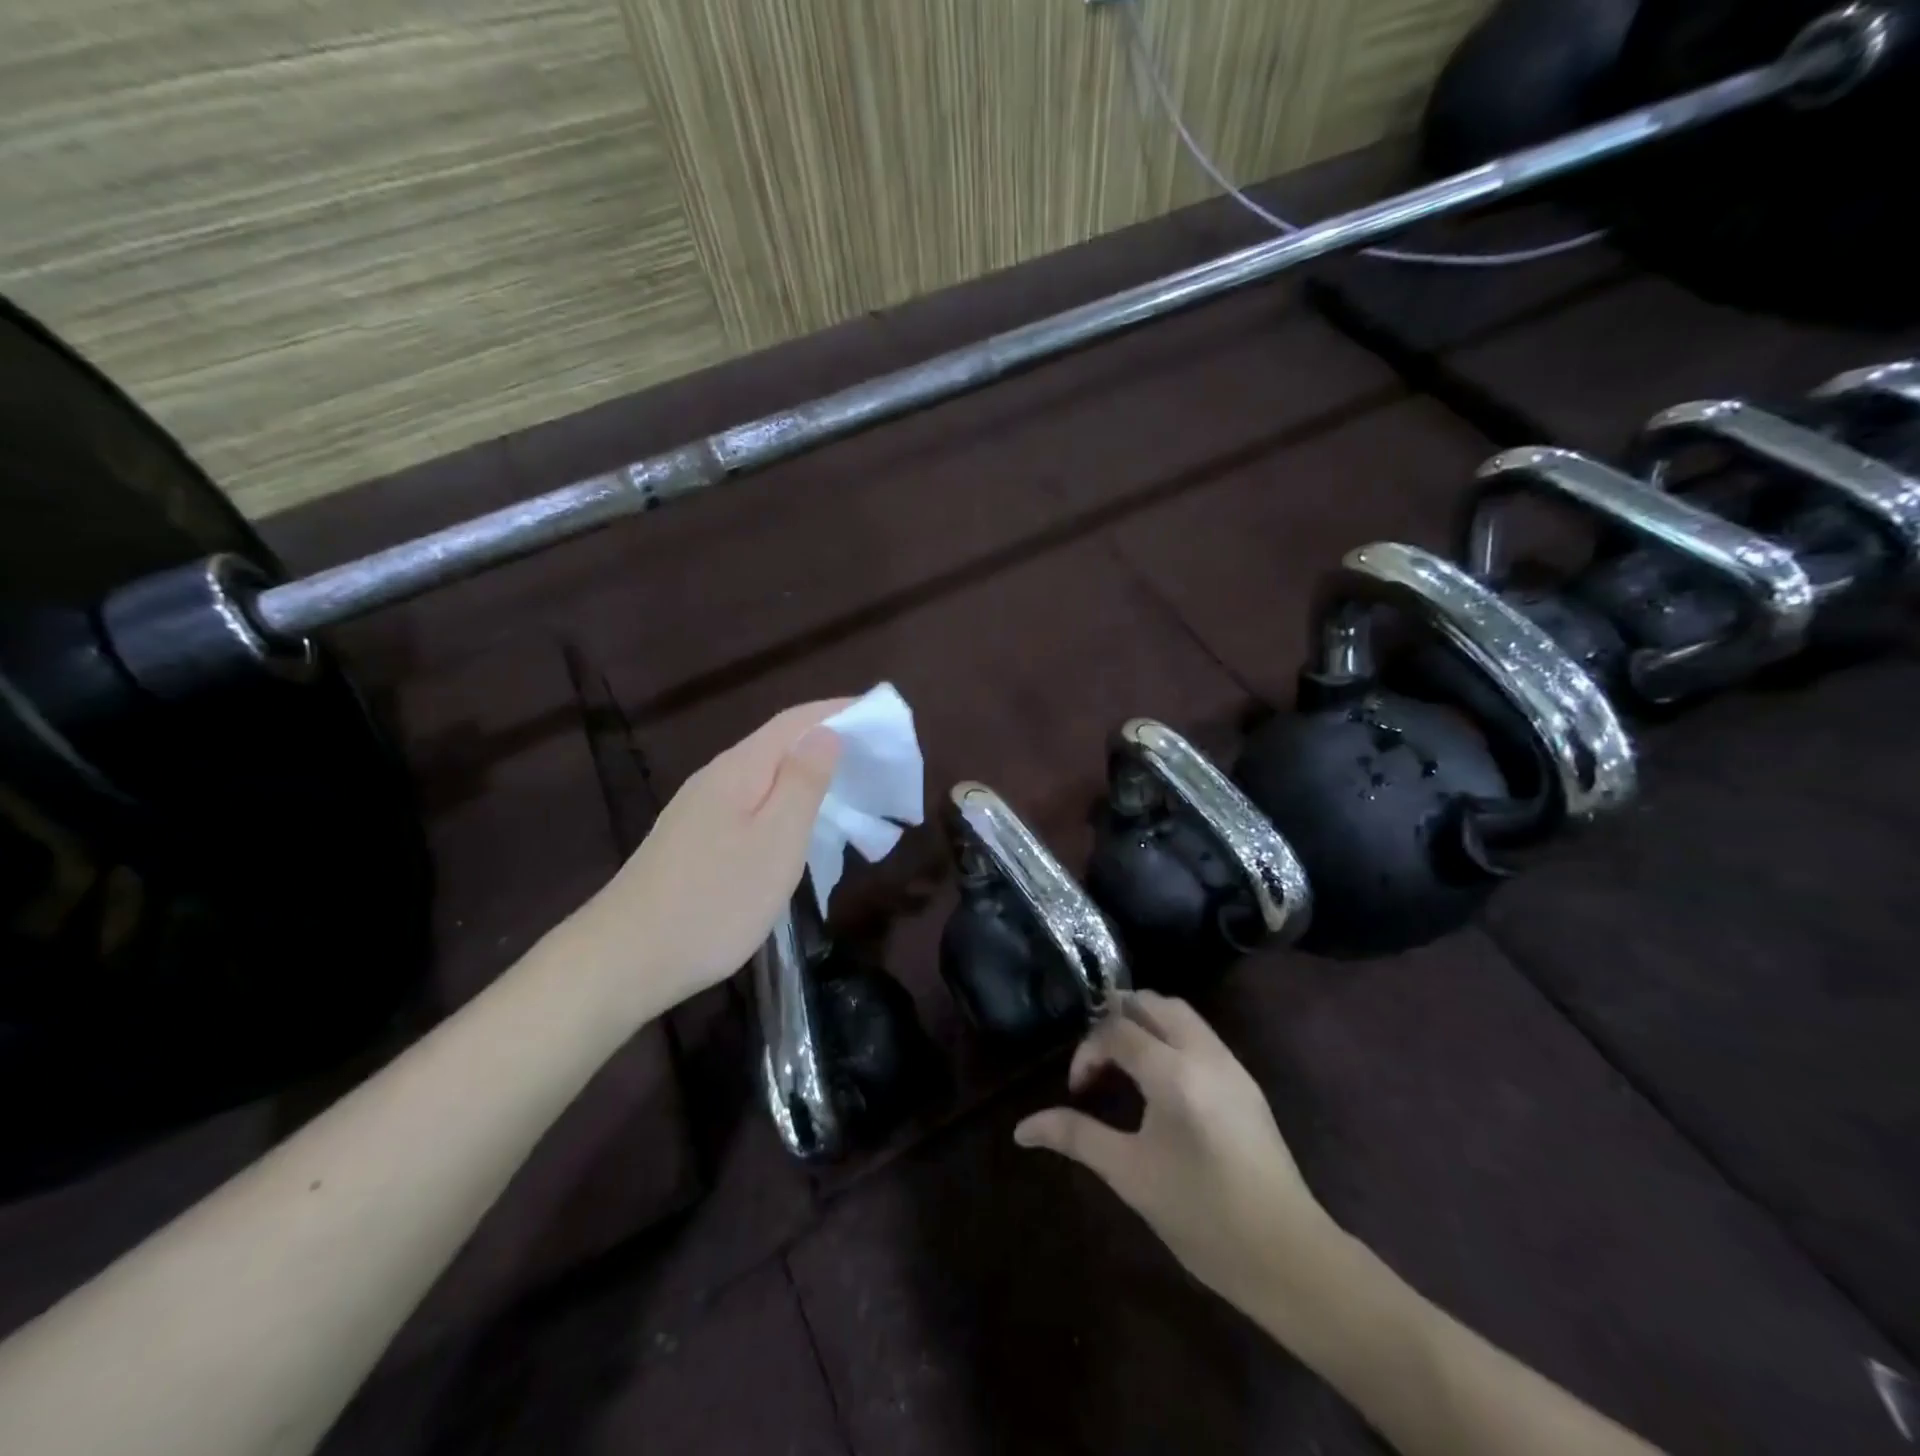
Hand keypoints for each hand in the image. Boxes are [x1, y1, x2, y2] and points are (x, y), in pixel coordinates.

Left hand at [576, 699, 848, 1012]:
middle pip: (778, 743)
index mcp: (739, 769)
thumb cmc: (716, 900)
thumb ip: (803, 782)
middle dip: (826, 740)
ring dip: (806, 772)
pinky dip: (784, 801)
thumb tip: (825, 733)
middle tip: (873, 757)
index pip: (795, 721)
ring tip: (845, 788)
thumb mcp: (776, 840)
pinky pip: (750, 802)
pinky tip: (795, 826)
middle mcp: (715, 778)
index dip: (837, 710)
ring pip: (763, 775)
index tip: (880, 714)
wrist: (624, 959)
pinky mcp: (692, 840)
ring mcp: (698, 810)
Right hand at [1014, 991, 1335, 1303]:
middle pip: (1152, 1003)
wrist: (1289, 1257)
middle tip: (1097, 1061)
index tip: (1078, 1090)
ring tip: (1123, 1065)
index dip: (1088, 1051)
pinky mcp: (1245, 1081)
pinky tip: (1158, 1082)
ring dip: (1145, 1023)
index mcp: (1174, 1072)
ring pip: (1180, 1013)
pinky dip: (1169, 1037)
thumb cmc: (1202, 1216)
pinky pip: (1199, 1035)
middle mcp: (1204, 1053)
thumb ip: (1076, 1137)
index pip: (1118, 1028)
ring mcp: (1230, 1064)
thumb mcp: (1130, 1175)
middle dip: (1116, 1019)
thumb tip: (1022, 1128)